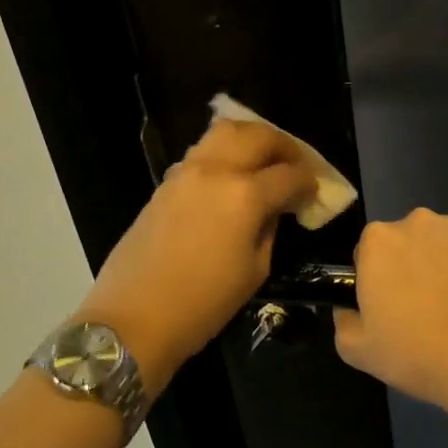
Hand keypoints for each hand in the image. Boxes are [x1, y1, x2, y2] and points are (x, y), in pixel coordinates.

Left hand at [76, 118, 317, 393]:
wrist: (134, 317)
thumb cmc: (202, 305)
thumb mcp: (254, 271)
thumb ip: (268, 229)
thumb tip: (273, 210)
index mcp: (245, 195)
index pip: (289, 174)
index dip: (308, 181)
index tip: (314, 192)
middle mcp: (217, 170)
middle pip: (258, 135)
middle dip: (284, 146)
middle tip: (295, 166)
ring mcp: (187, 170)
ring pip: (225, 131)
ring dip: (251, 138)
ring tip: (263, 160)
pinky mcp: (167, 180)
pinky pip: (202, 150)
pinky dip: (223, 152)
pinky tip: (230, 175)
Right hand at [334, 210, 447, 414]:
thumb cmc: (418, 355)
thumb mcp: (359, 350)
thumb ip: (343, 321)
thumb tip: (349, 309)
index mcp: (379, 240)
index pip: (370, 251)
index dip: (379, 279)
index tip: (392, 306)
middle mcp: (419, 221)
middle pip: (411, 240)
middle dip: (415, 264)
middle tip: (427, 308)